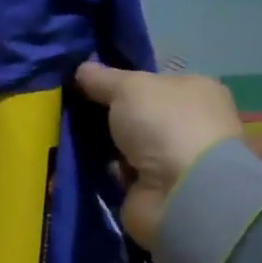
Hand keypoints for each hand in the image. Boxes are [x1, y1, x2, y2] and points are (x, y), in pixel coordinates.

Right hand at [74, 63, 242, 248]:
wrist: (180, 194)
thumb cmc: (165, 125)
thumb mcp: (129, 87)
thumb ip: (103, 78)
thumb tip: (82, 68)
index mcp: (195, 91)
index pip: (154, 80)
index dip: (121, 79)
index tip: (87, 80)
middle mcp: (189, 124)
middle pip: (138, 114)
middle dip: (107, 113)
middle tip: (70, 107)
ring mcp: (172, 160)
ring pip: (126, 144)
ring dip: (102, 143)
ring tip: (66, 133)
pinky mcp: (154, 190)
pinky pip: (119, 172)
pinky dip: (102, 170)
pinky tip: (77, 162)